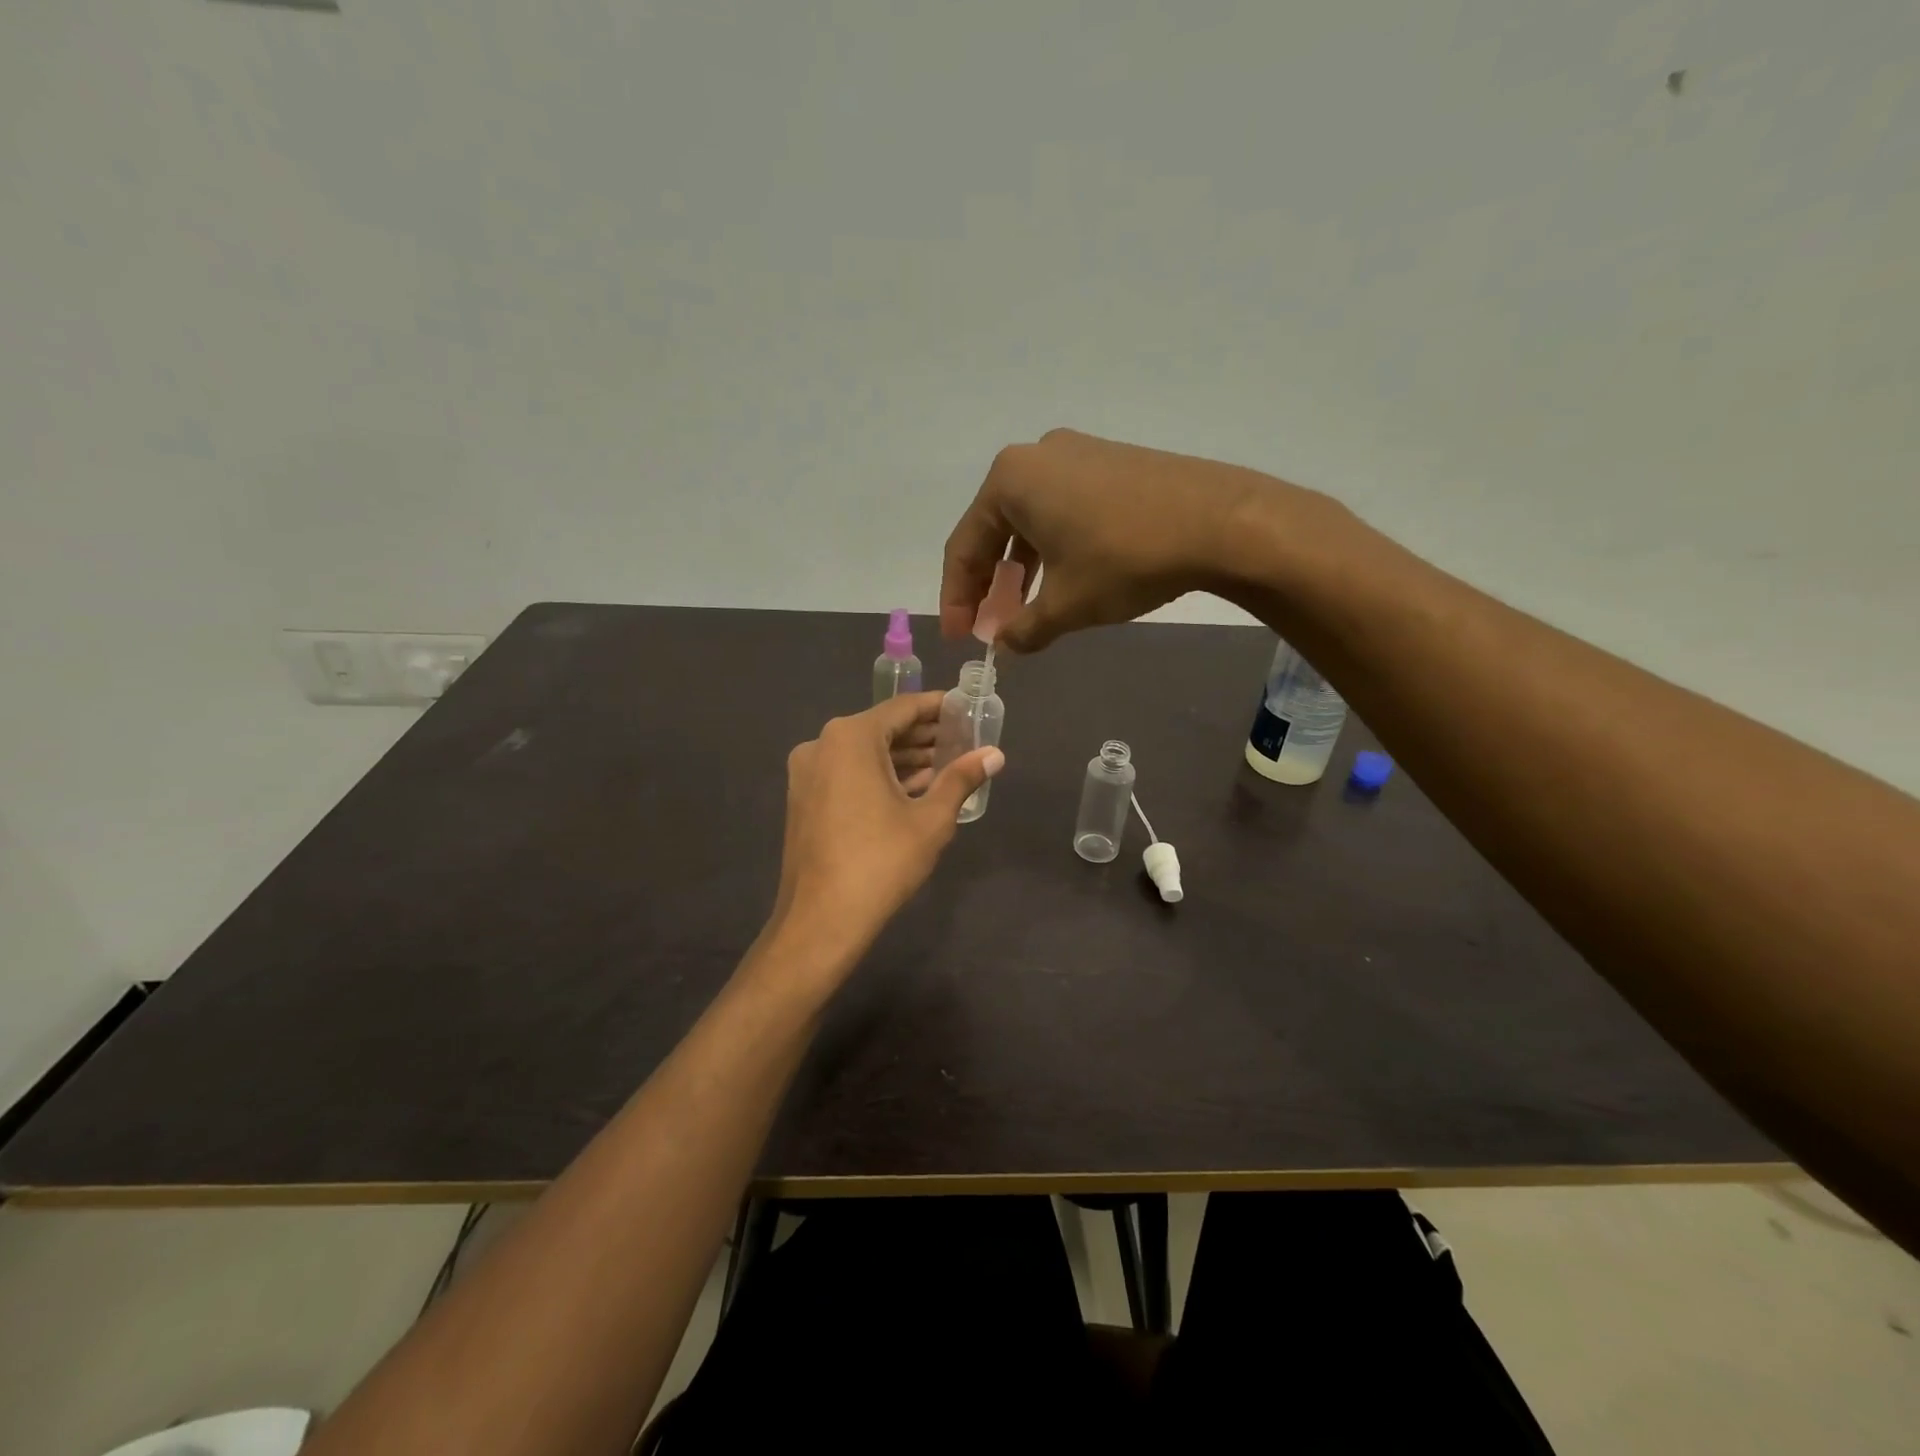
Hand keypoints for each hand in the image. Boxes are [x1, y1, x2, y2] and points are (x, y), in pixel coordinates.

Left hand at [767, 692, 1002, 975]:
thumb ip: (961, 779)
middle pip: (882, 729)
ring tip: (946, 765)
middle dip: (923, 735)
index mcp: (850, 738)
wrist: (820, 920)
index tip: (965, 707)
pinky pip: (847, 774)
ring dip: (902, 758)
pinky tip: (912, 790)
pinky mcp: (804, 799)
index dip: (937, 707)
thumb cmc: (880, 862)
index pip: (902, 708)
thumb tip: (995, 754)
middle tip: (962, 739)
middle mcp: (822, 745)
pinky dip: (878, 776)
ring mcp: (808, 773)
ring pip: (864, 753)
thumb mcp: (931, 819)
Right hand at [941, 428, 1302, 652]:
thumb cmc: (1125, 560)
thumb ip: (1024, 628)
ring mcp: (1076, 454)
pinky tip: (1062, 577)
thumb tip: (1005, 646)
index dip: (958, 599)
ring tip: (1022, 607)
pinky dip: (1051, 547)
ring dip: (1019, 568)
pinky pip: (1061, 509)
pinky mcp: (1109, 462)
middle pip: (993, 529)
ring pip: (1029, 520)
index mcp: (1010, 481)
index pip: (964, 547)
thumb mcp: (1066, 605)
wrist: (1220, 521)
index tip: (960, 640)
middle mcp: (1035, 456)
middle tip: (988, 625)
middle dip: (988, 583)